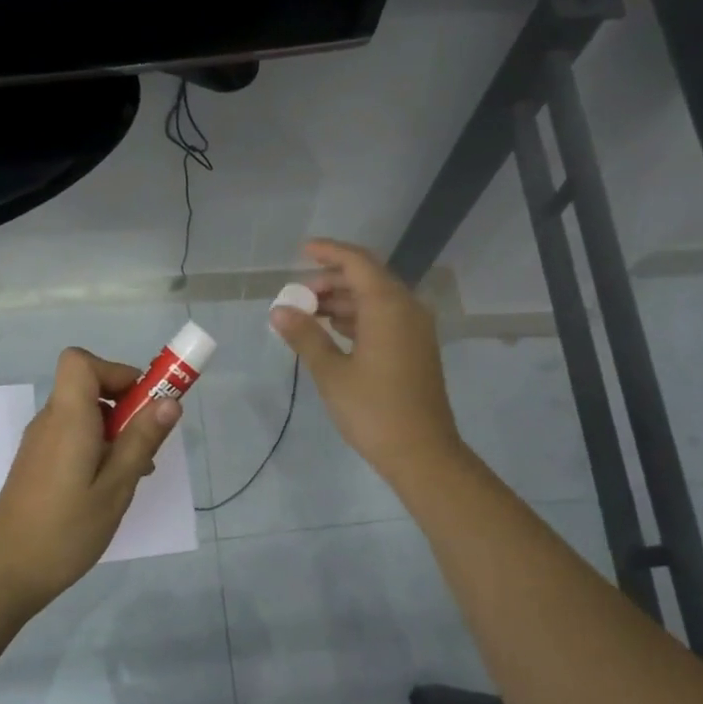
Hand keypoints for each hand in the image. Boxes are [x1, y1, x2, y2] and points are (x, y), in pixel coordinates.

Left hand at [0, 347, 180, 616]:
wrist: (6, 574)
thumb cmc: (65, 531)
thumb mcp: (115, 488)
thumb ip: (141, 441)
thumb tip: (169, 402)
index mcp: (68, 419)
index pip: (80, 361)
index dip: (114, 371)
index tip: (142, 402)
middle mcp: (49, 422)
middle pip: (86, 386)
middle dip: (124, 404)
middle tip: (148, 443)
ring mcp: (39, 443)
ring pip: (82, 414)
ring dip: (114, 430)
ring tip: (134, 474)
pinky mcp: (36, 464)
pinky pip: (71, 436)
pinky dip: (96, 447)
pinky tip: (108, 487)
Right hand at [271, 238, 464, 483]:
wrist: (422, 452)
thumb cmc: (373, 410)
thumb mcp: (331, 372)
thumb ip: (305, 336)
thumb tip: (279, 311)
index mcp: (388, 306)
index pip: (357, 262)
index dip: (329, 252)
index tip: (302, 251)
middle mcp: (407, 309)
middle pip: (367, 278)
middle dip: (331, 281)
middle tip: (297, 295)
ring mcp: (415, 329)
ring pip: (376, 300)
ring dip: (342, 301)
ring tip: (306, 313)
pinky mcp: (415, 349)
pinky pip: (384, 319)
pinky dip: (357, 318)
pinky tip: (332, 331)